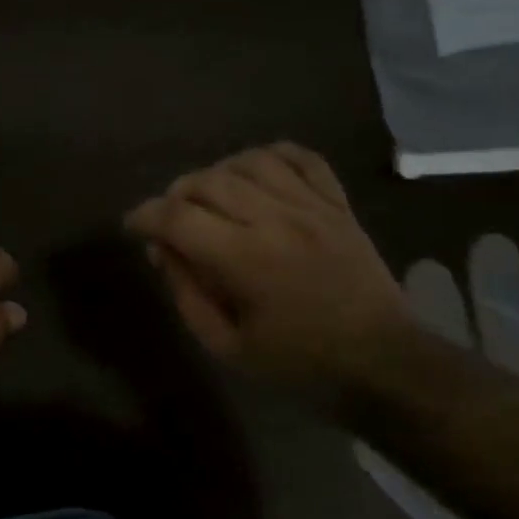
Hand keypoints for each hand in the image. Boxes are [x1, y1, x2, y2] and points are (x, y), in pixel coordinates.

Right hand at [125, 142, 409, 398]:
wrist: (385, 361)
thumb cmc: (300, 363)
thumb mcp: (227, 346)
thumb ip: (187, 294)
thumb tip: (161, 251)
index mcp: (246, 259)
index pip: (177, 216)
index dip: (144, 215)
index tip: (133, 226)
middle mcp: (276, 219)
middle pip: (207, 180)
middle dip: (176, 195)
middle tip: (172, 219)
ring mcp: (312, 206)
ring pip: (249, 161)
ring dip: (217, 173)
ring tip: (211, 197)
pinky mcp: (338, 203)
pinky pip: (301, 157)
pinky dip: (271, 155)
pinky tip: (256, 173)